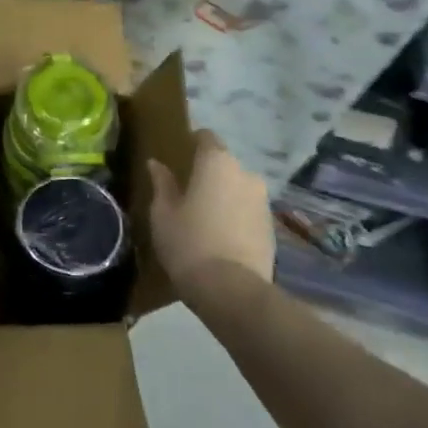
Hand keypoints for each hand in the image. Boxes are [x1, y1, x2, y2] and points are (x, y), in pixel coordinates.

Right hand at [148, 130, 275, 295]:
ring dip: (224, 196)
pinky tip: (221, 237)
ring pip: (238, 188)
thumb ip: (162, 184)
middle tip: (187, 193)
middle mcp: (245, 174)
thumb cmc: (188, 243)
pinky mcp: (271, 227)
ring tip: (204, 218)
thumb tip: (156, 164)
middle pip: (224, 164)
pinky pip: (248, 211)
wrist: (232, 290)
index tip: (178, 157)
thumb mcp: (163, 213)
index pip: (206, 137)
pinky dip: (236, 217)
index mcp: (216, 163)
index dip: (192, 143)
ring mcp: (263, 201)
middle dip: (208, 174)